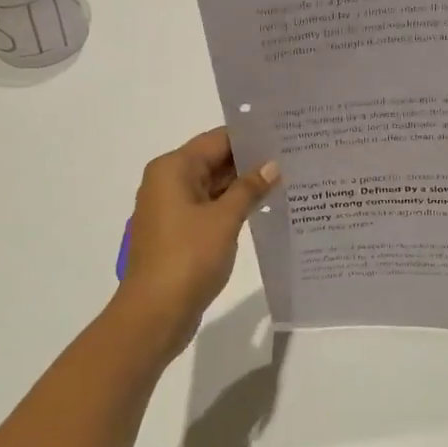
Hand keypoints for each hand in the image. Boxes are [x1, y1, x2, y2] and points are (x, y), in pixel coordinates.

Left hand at [112, 128, 279, 355]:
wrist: (154, 313)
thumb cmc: (187, 258)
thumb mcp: (224, 219)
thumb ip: (249, 188)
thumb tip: (272, 165)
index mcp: (173, 169)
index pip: (217, 139)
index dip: (250, 137)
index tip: (284, 134)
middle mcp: (168, 182)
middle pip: (214, 160)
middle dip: (250, 161)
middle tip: (292, 156)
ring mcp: (172, 209)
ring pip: (213, 186)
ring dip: (244, 185)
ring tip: (286, 179)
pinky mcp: (179, 233)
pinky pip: (210, 208)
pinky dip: (233, 206)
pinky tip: (264, 208)